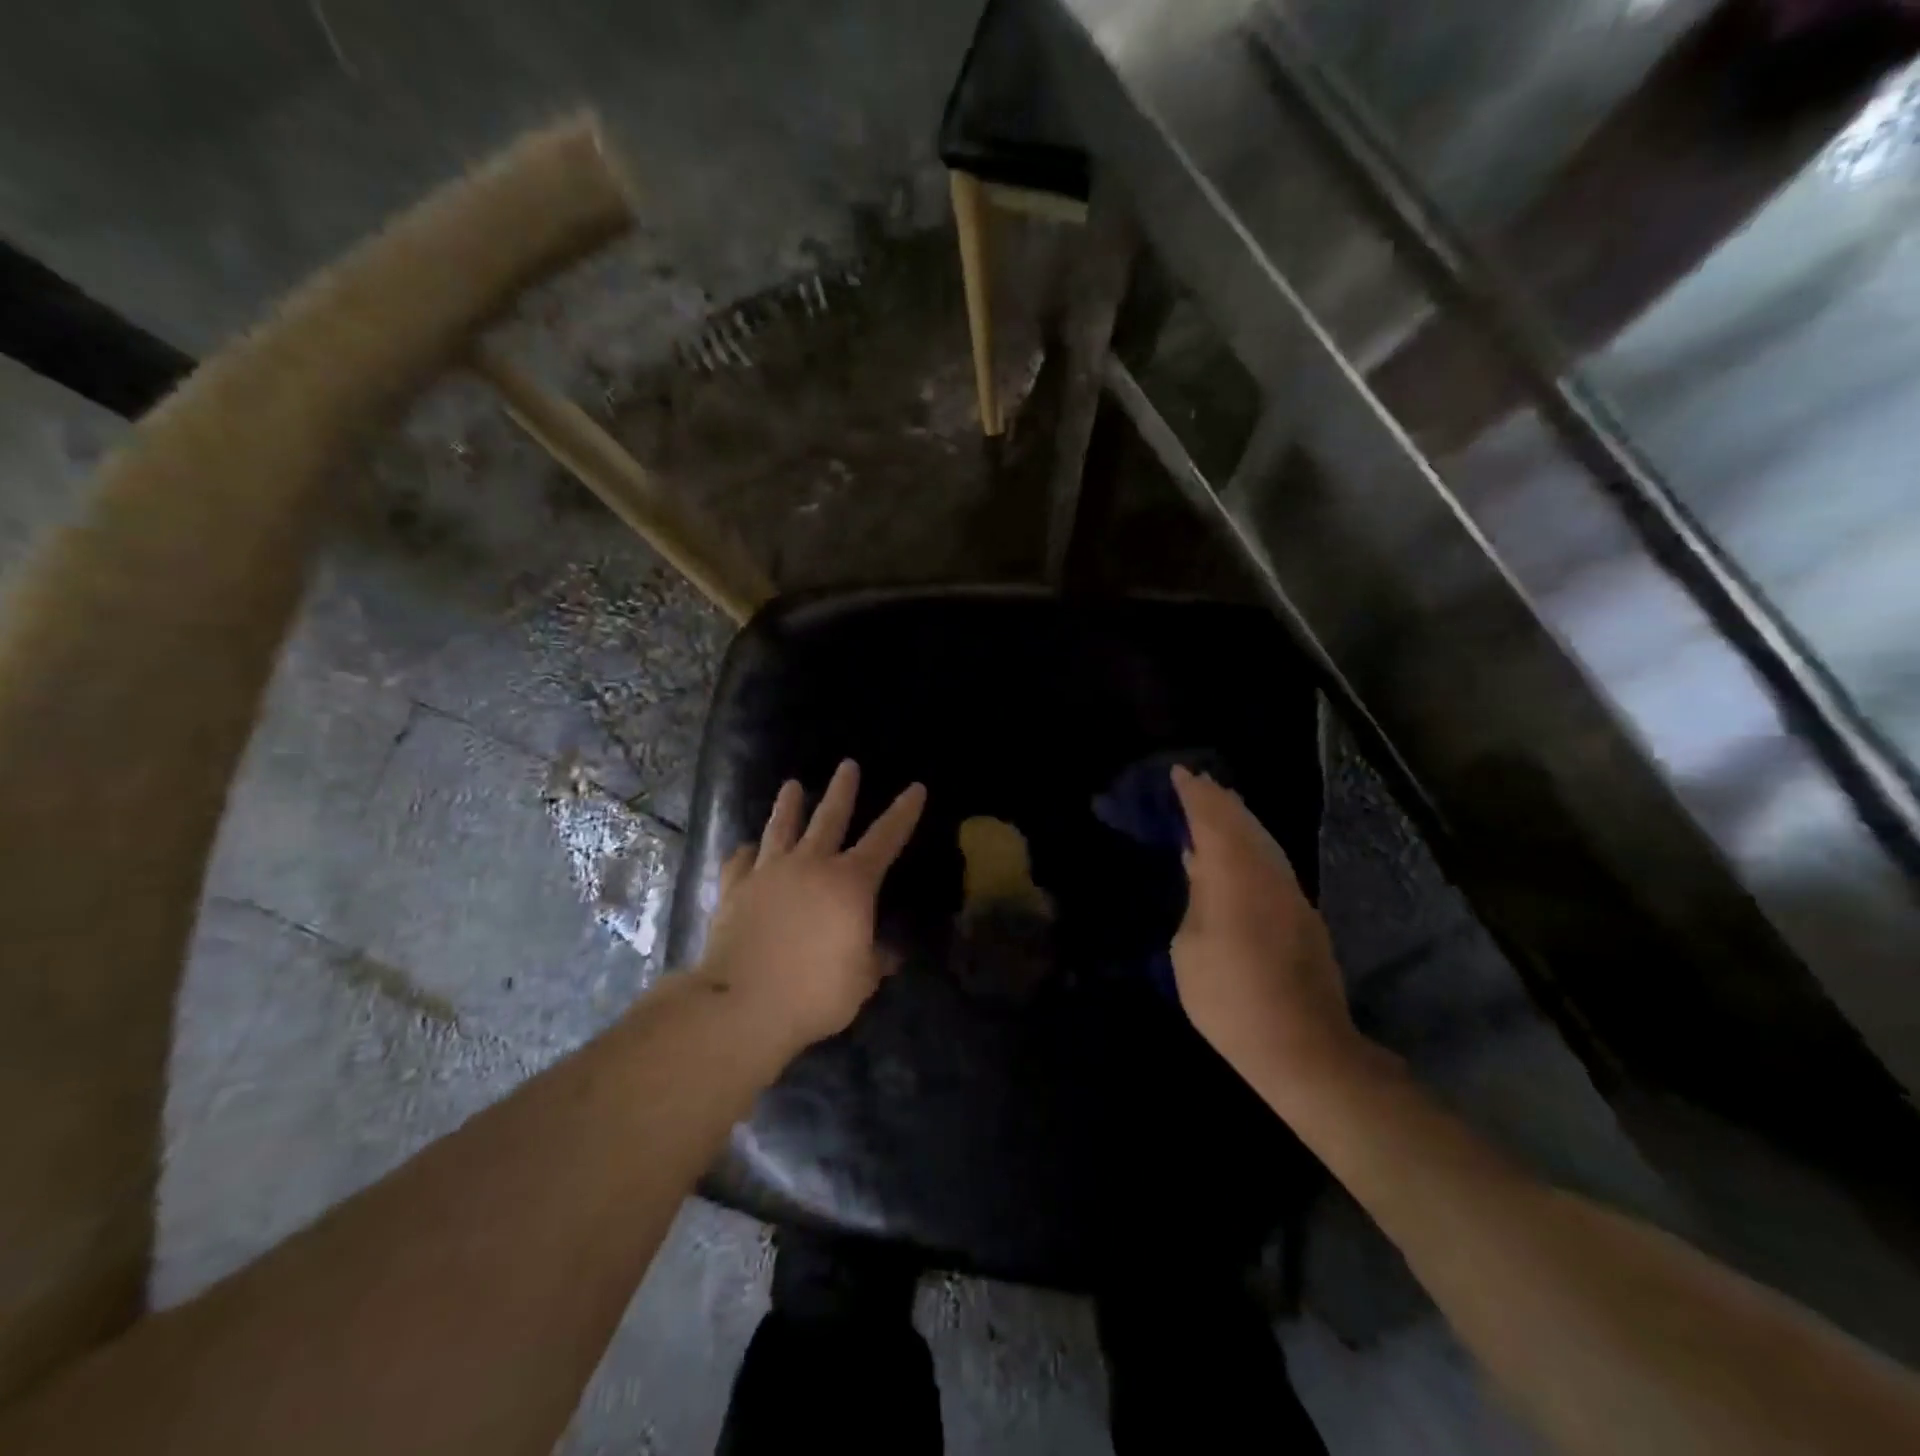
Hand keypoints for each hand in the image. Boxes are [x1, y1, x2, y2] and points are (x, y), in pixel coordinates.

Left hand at [698, 760, 926, 1053]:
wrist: (742, 1004)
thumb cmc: (813, 993)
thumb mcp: (860, 982)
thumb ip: (875, 961)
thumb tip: (889, 954)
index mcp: (850, 883)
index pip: (886, 838)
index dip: (903, 813)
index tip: (916, 788)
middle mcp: (811, 865)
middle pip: (830, 818)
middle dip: (842, 790)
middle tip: (847, 764)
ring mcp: (768, 873)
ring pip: (781, 828)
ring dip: (788, 805)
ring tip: (791, 785)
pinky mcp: (734, 889)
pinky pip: (740, 861)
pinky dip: (745, 852)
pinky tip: (746, 848)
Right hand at [1170, 766, 1360, 1093]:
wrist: (1303, 1047)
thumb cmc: (1229, 999)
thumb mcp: (1190, 948)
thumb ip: (1196, 898)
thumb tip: (1200, 867)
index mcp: (1235, 876)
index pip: (1213, 819)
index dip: (1194, 795)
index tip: (1179, 774)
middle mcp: (1269, 873)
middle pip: (1244, 822)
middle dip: (1219, 800)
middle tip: (1197, 783)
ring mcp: (1292, 894)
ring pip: (1264, 840)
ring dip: (1239, 819)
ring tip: (1218, 807)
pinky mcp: (1305, 916)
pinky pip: (1272, 861)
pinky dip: (1252, 844)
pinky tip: (1241, 852)